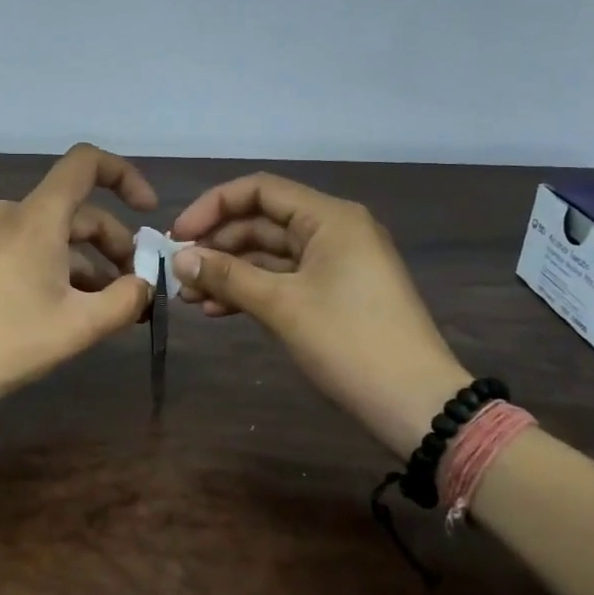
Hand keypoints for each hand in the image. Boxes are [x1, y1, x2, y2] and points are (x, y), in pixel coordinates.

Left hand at [0, 144, 156, 418]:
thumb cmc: (9, 340)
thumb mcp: (79, 325)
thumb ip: (126, 300)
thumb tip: (146, 286)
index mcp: (38, 216)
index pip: (86, 163)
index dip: (125, 176)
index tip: (148, 212)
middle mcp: (15, 214)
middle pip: (80, 212)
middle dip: (115, 244)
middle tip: (138, 287)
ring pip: (59, 235)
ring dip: (92, 264)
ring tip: (113, 307)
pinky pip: (36, 249)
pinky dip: (64, 270)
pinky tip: (77, 309)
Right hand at [170, 174, 469, 458]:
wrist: (415, 404)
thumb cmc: (349, 342)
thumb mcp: (282, 305)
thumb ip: (227, 275)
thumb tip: (178, 258)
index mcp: (329, 218)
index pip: (259, 190)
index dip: (212, 206)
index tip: (178, 236)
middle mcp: (332, 231)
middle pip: (261, 222)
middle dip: (216, 245)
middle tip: (178, 272)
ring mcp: (334, 263)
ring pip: (268, 254)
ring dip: (228, 271)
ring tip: (190, 298)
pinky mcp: (333, 294)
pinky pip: (282, 279)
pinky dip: (250, 290)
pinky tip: (218, 309)